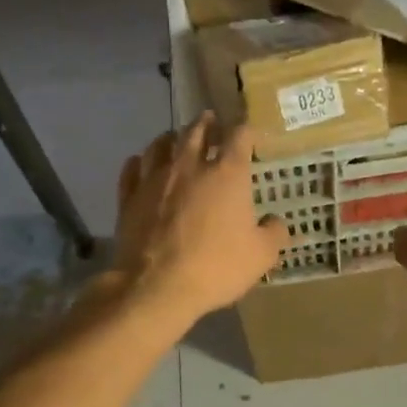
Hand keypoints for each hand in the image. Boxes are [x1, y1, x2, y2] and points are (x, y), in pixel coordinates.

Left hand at [113, 117, 286, 328]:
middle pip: (197, 131)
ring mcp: (155, 179)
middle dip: (207, 123)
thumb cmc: (216, 267)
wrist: (157, 286)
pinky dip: (138, 162)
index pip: (239, 137)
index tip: (251, 134)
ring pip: (160, 145)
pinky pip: (132, 170)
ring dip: (171, 138)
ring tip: (176, 138)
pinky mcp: (129, 197)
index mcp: (227, 174)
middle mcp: (190, 166)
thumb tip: (277, 222)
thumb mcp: (261, 255)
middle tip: (211, 120)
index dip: (247, 130)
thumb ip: (274, 233)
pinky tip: (140, 163)